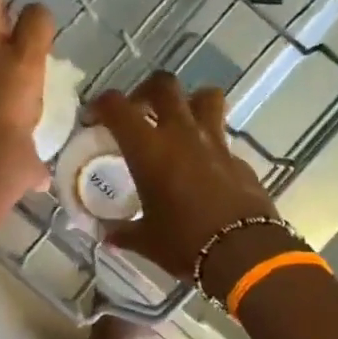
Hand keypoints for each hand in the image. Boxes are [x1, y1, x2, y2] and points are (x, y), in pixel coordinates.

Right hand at [88, 72, 287, 295]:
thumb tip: (108, 235)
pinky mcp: (238, 158)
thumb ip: (124, 232)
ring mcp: (214, 142)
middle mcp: (181, 134)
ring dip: (189, 101)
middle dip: (146, 90)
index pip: (117, 107)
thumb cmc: (185, 243)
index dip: (101, 105)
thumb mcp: (146, 240)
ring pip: (204, 97)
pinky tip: (202, 166)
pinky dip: (208, 141)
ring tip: (178, 123)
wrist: (244, 253)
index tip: (93, 119)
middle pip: (164, 85)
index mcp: (149, 149)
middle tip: (139, 111)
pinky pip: (221, 136)